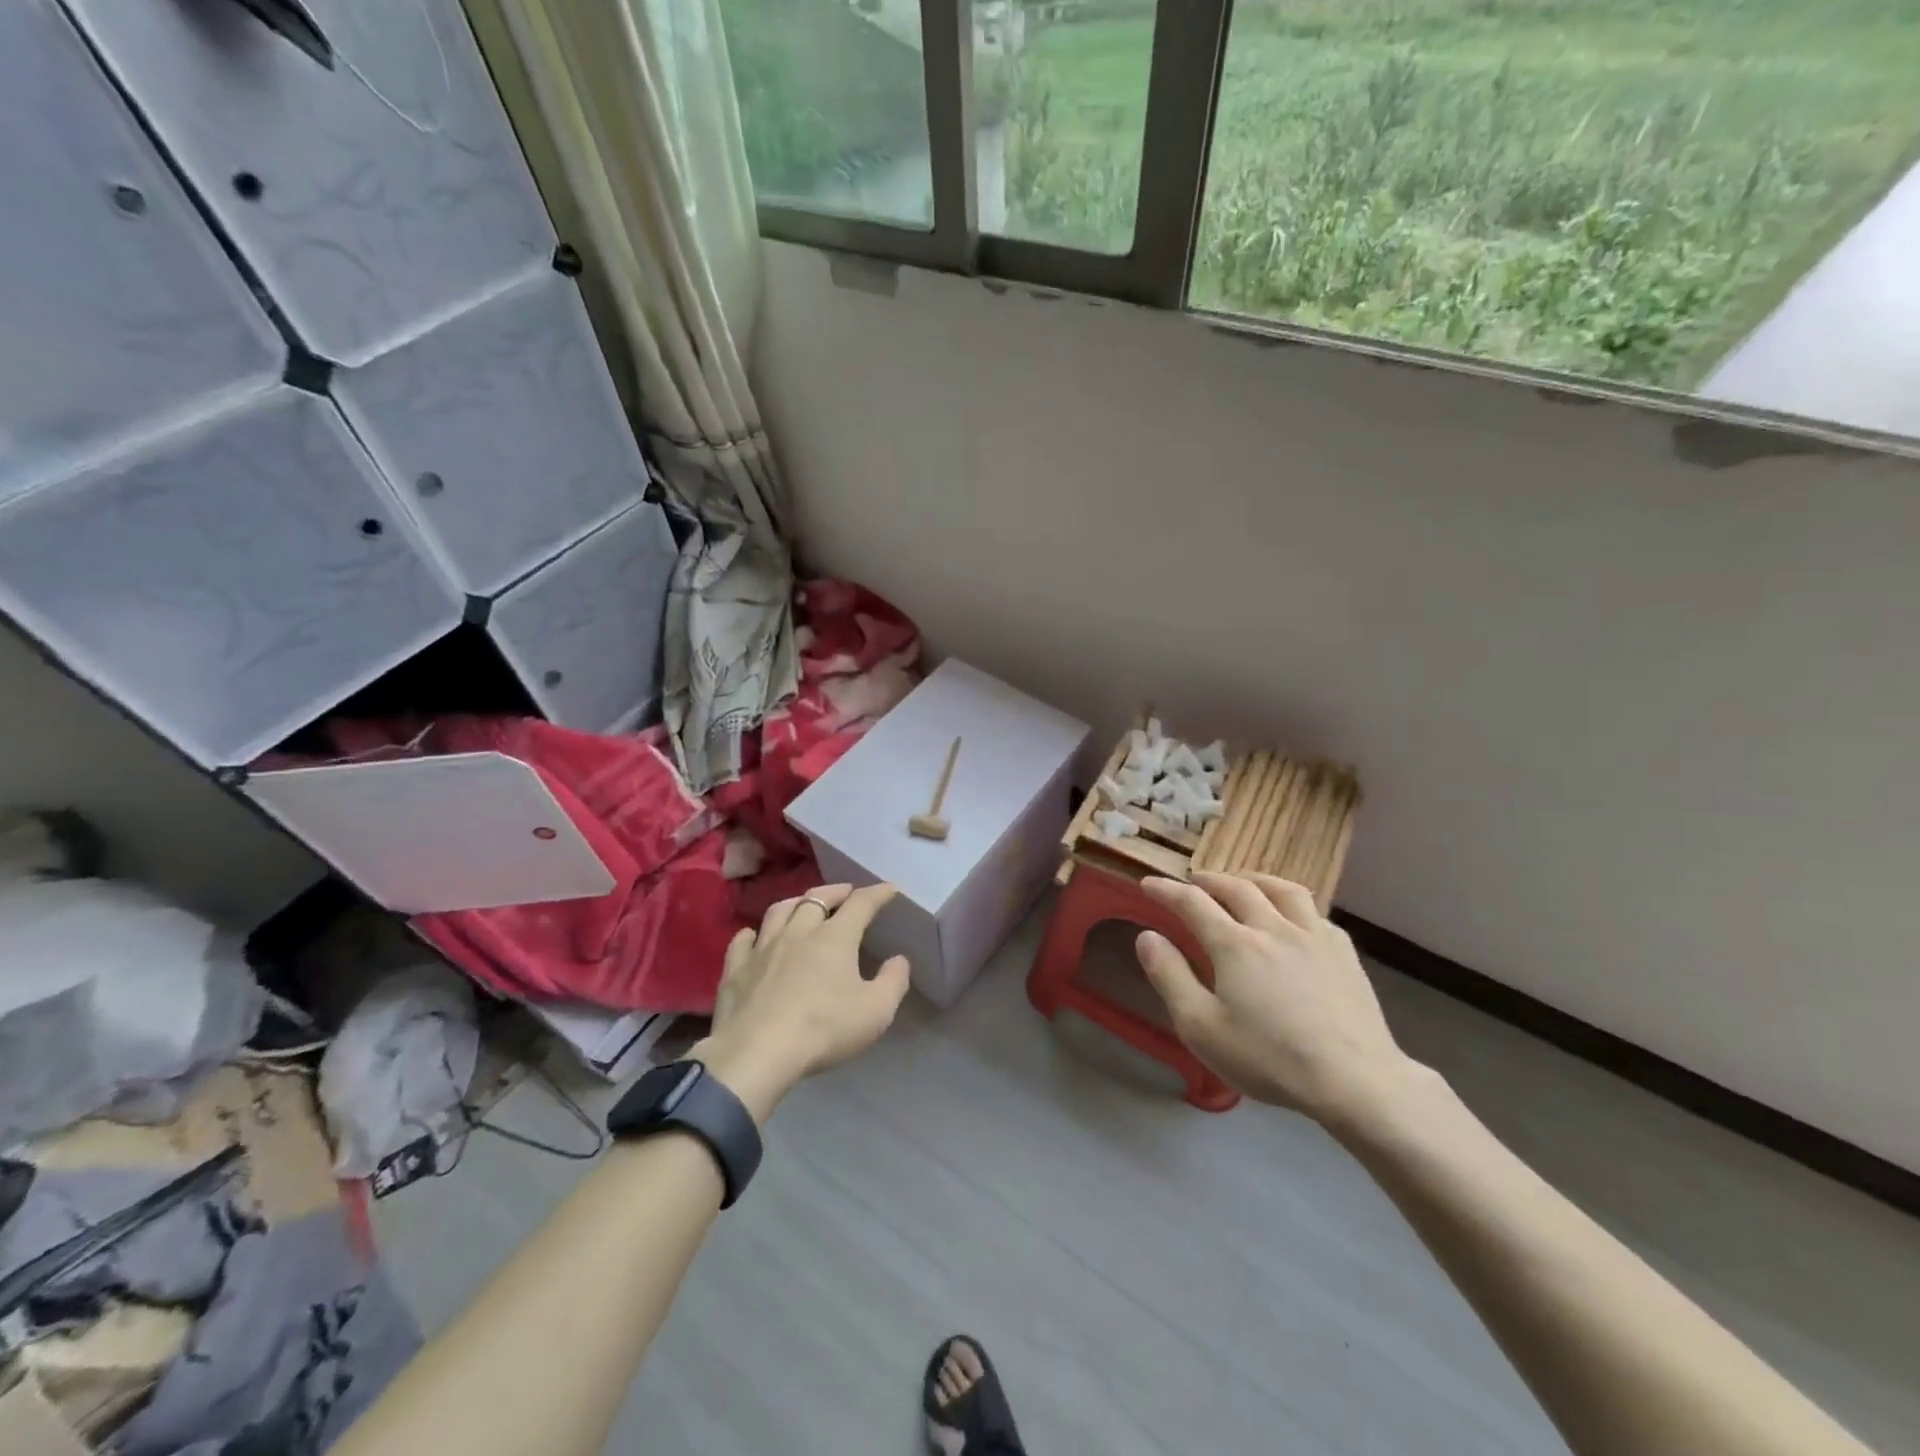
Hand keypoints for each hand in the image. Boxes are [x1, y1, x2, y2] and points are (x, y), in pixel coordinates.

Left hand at [693, 883, 911, 1119]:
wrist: (756, 1053)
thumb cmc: (823, 1030)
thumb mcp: (875, 1012)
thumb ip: (893, 982)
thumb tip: (899, 960)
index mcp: (834, 937)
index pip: (860, 904)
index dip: (877, 893)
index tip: (890, 888)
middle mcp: (798, 932)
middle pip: (817, 898)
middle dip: (835, 891)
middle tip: (846, 892)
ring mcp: (763, 948)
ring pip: (779, 911)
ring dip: (795, 903)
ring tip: (803, 905)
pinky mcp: (735, 969)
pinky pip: (743, 940)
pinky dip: (753, 933)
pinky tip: (754, 937)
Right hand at [1136, 871, 1419, 1126]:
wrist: (1355, 1081)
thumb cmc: (1269, 1058)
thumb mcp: (1201, 1027)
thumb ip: (1170, 977)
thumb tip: (1147, 936)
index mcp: (1234, 944)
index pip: (1192, 902)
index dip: (1166, 890)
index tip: (1149, 884)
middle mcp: (1273, 927)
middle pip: (1237, 887)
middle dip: (1209, 880)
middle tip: (1194, 882)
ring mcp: (1314, 936)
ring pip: (1282, 890)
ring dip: (1255, 880)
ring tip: (1244, 884)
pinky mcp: (1344, 953)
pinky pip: (1315, 913)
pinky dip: (1293, 906)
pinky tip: (1294, 919)